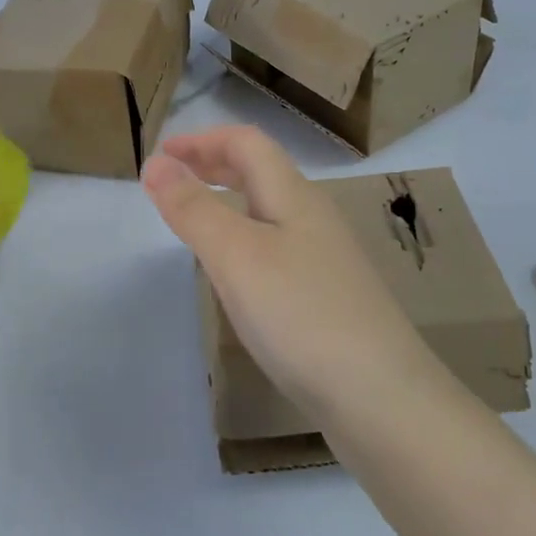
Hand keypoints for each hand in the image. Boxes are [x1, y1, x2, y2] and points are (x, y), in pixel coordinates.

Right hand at [142, 125, 434, 419]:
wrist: (380, 396)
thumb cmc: (301, 314)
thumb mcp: (236, 256)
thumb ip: (194, 208)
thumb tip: (156, 162)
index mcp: (294, 196)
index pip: (247, 143)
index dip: (203, 139)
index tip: (161, 153)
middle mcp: (314, 218)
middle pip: (262, 173)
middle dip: (215, 165)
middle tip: (174, 177)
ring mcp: (326, 259)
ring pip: (271, 212)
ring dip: (230, 201)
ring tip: (197, 219)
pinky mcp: (329, 296)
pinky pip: (278, 248)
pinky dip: (246, 240)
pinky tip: (237, 273)